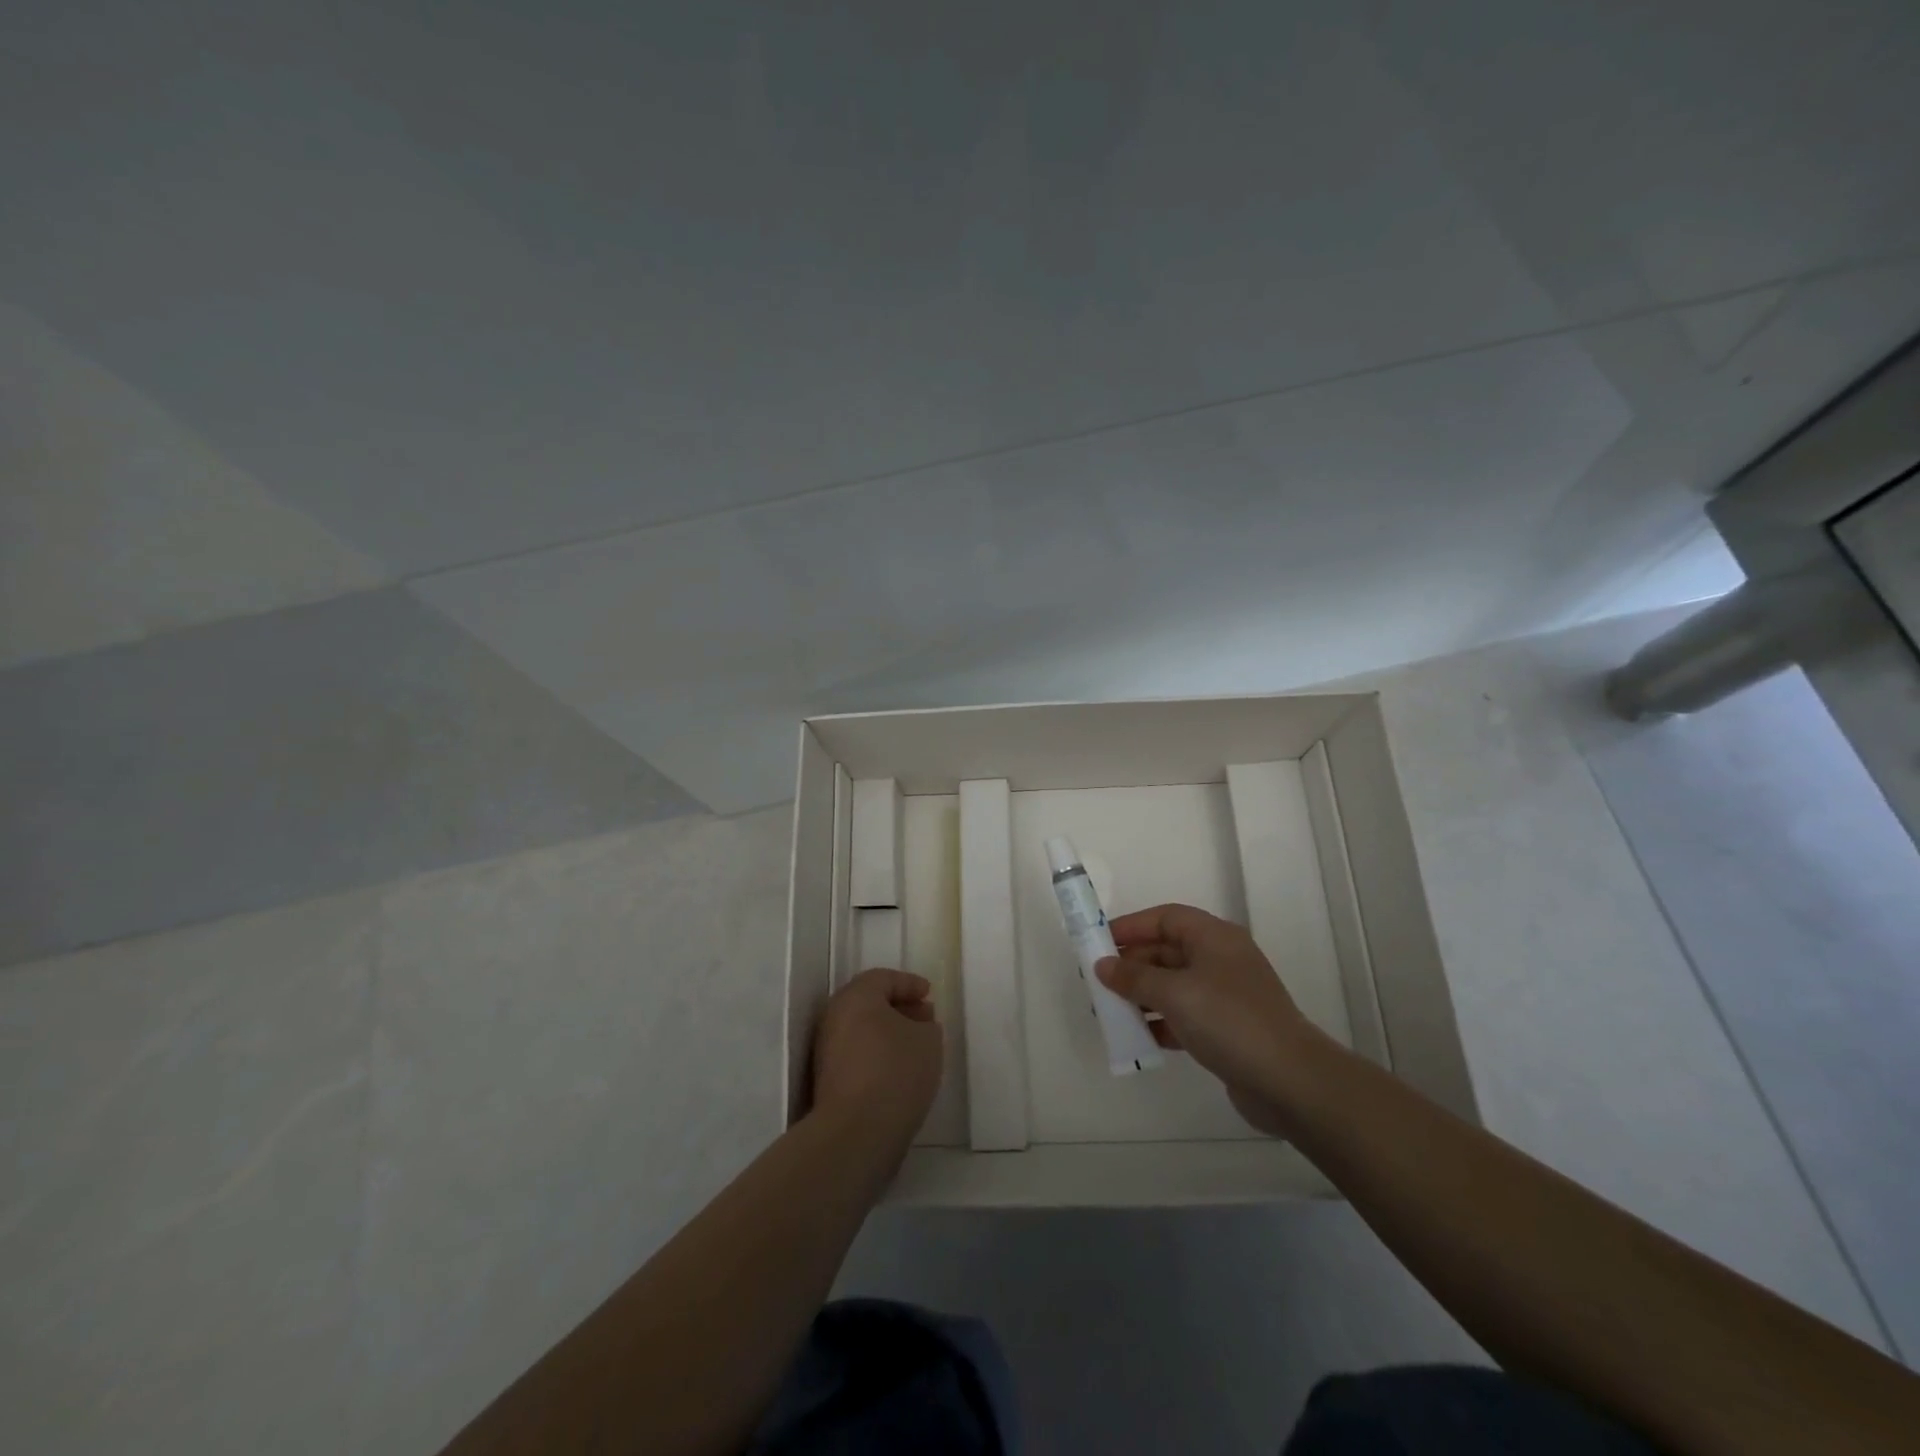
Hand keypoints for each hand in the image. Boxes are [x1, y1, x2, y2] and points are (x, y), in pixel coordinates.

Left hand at [810, 968, 942, 1154]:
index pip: (883, 978)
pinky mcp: (827, 1080)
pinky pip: (857, 1054)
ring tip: (916, 1047)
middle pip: (869, 1002)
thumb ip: (926, 1024)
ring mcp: (826, 1050)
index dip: (909, 984)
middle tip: (924, 1018)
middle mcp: (835, 1017)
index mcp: (856, 997)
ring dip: (888, 1033)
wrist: (856, 1132)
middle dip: (899, 1007)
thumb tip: (917, 1024)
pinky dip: (877, 1053)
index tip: (929, 994)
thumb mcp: (928, 1040)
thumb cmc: (895, 1072)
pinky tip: (899, 1071)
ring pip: (861, 1030)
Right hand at [1097, 903, 1317, 1136]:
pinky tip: (1138, 1037)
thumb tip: (1102, 965)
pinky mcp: (1226, 1029)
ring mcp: (1225, 996)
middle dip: (1132, 964)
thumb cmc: (1229, 1020)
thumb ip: (1134, 977)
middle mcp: (1220, 960)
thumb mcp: (1175, 993)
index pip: (1166, 918)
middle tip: (1098, 982)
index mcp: (1214, 938)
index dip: (1131, 926)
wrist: (1289, 1082)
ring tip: (1110, 1011)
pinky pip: (1183, 1015)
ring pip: (1173, 985)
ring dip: (1142, 995)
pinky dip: (1160, 1022)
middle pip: (1167, 951)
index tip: (1098, 942)